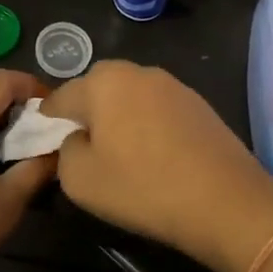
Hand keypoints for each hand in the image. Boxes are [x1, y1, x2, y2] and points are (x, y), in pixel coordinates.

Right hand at [41, 62, 272, 271]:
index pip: (60, 97)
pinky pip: (157, 108)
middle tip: (87, 149)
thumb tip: (76, 140)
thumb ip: (64, 152)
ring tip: (123, 153)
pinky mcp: (197, 102)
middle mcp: (136, 71)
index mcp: (102, 82)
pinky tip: (155, 155)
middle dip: (86, 113)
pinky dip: (148, 124)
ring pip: (129, 96)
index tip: (47, 145)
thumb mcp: (80, 180)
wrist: (225, 200)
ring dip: (120, 116)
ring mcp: (171, 84)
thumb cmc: (143, 187)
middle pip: (96, 88)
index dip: (48, 121)